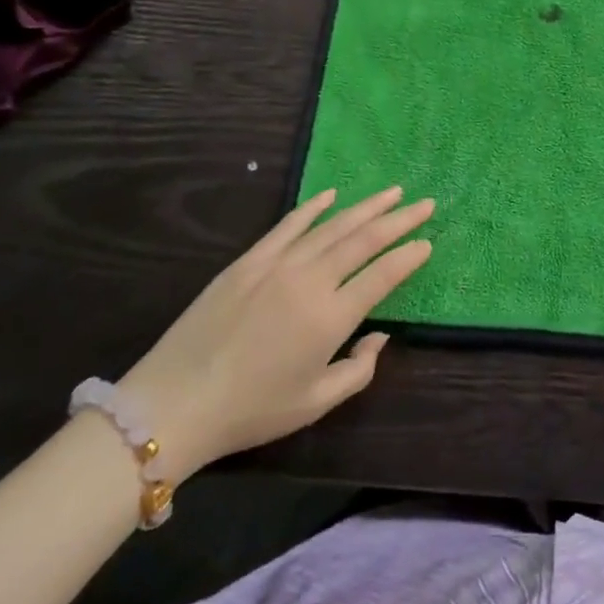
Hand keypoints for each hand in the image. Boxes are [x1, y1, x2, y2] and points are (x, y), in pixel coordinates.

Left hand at [119, 186, 432, 476]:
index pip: (382, 275)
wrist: (176, 401)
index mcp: (331, 317)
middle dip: (399, 219)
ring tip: (392, 193)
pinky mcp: (250, 260)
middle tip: (425, 203)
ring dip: (366, 207)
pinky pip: (289, 225)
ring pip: (333, 225)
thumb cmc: (251, 410)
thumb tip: (380, 336)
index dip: (409, 257)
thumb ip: (358, 370)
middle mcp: (311, 280)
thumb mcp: (314, 403)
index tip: (428, 242)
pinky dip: (313, 208)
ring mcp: (279, 264)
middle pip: (364, 240)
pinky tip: (332, 194)